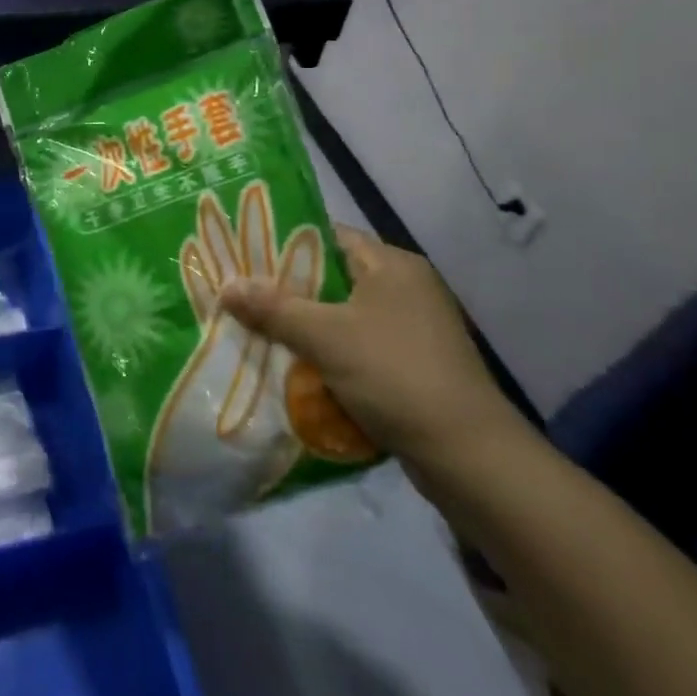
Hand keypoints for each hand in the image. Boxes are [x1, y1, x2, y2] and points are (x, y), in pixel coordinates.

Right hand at [217, 226, 517, 470]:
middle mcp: (405, 288)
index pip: (326, 236)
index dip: (282, 242)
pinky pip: (358, 347)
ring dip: (306, 327)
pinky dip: (329, 355)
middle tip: (242, 296)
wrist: (471, 459)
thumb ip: (273, 308)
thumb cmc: (396, 376)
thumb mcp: (326, 337)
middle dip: (287, 290)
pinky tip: (296, 368)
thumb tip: (226, 286)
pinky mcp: (414, 365)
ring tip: (258, 331)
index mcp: (391, 264)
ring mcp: (413, 329)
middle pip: (331, 277)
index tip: (242, 254)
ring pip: (343, 316)